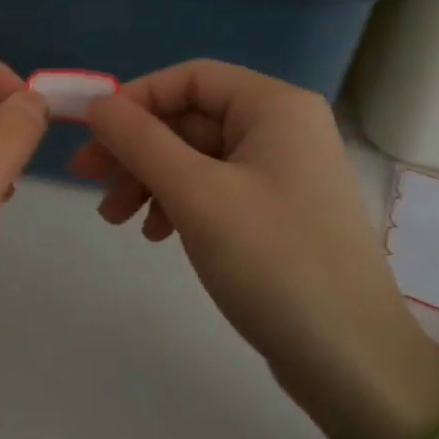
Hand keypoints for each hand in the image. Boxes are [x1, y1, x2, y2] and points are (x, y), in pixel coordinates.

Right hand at [70, 61, 438, 438]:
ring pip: (197, 156)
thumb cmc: (273, 261)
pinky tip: (157, 234)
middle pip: (190, 118)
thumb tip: (97, 104)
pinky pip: (214, 188)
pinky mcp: (277, 212)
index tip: (92, 134)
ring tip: (116, 219)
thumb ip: (140, 141)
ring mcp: (282, 172)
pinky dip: (178, 203)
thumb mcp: (196, 194)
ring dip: (150, 179)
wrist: (351, 360)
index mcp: (275, 107)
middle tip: (88, 181)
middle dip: (136, 148)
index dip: (135, 99)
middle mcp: (282, 128)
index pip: (190, 78)